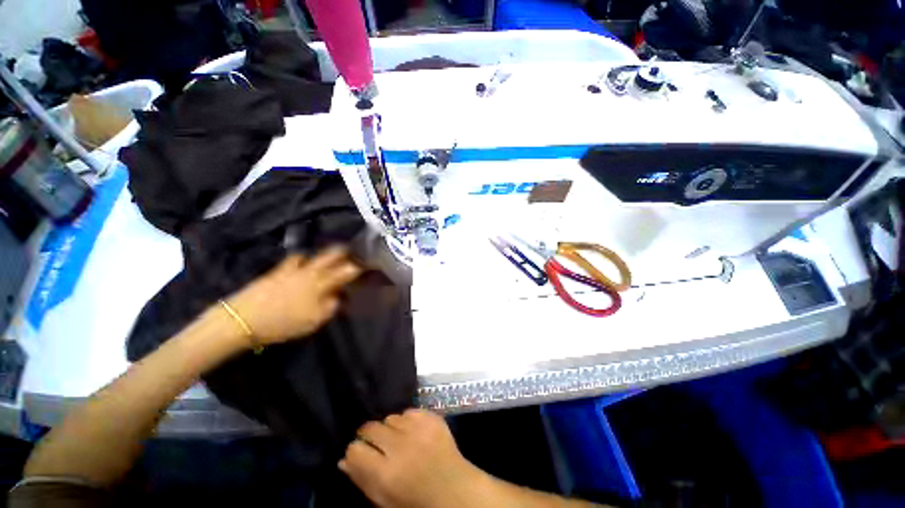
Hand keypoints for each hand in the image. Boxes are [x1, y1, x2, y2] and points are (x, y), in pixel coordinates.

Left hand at [226, 247, 361, 344]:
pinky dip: (302, 259)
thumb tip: (338, 297)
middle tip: (351, 251)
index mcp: (322, 282)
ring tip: (327, 257)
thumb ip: (331, 307)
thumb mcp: (314, 320)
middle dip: (343, 251)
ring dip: (322, 254)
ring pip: (312, 254)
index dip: (359, 267)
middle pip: (330, 255)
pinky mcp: (277, 271)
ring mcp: (292, 269)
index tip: (367, 265)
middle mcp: (310, 271)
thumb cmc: (283, 322)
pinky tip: (301, 263)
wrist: (243, 319)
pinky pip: (294, 259)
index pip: (347, 271)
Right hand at [340, 409, 484, 507]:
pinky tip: (413, 433)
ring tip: (399, 440)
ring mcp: (419, 428)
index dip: (355, 451)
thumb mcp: (384, 501)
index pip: (355, 449)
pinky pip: (409, 411)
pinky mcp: (432, 418)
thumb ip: (362, 480)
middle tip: (378, 445)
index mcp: (386, 474)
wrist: (454, 490)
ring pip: (390, 417)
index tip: (359, 453)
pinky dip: (408, 420)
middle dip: (369, 435)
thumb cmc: (416, 501)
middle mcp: (401, 446)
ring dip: (390, 428)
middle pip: (371, 427)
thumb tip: (343, 460)